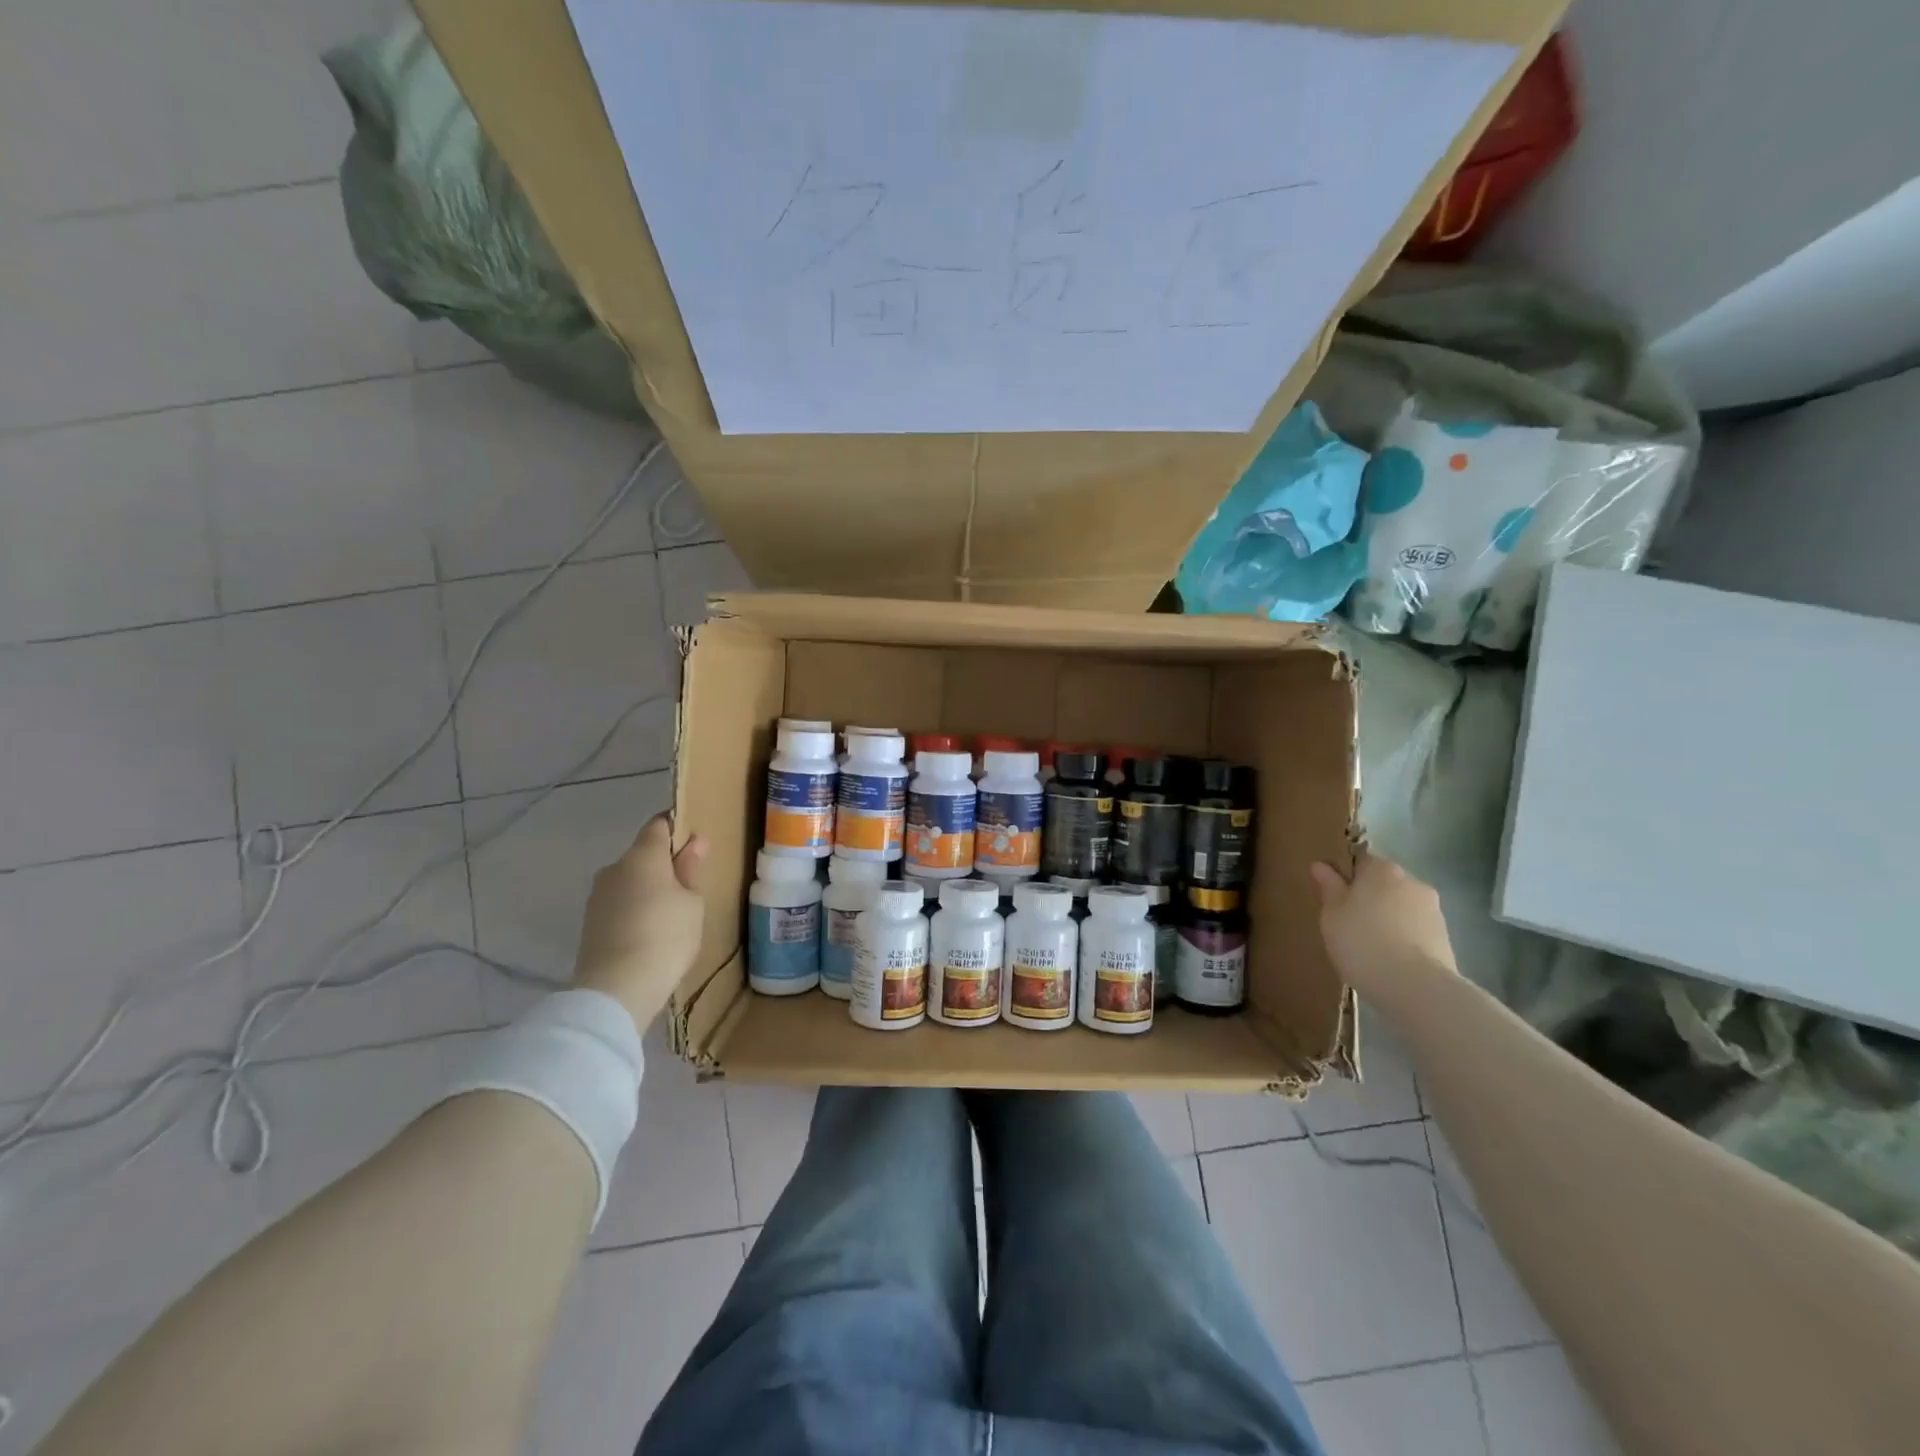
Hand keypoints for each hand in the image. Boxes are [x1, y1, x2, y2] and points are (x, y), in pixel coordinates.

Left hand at [572, 815, 707, 1027]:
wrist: (616, 990)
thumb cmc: (666, 937)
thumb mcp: (692, 903)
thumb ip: (690, 869)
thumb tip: (694, 841)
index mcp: (643, 855)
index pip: (659, 824)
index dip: (677, 828)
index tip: (695, 844)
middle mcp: (615, 868)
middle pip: (643, 854)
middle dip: (664, 864)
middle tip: (689, 888)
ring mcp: (598, 896)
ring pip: (629, 880)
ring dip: (648, 889)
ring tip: (670, 915)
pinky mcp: (590, 922)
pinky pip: (619, 904)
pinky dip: (634, 910)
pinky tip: (649, 933)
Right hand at [1309, 853, 1456, 999]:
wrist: (1416, 987)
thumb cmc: (1363, 941)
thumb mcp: (1331, 914)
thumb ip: (1328, 887)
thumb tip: (1321, 865)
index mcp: (1382, 869)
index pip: (1361, 860)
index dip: (1346, 877)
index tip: (1334, 898)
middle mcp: (1412, 882)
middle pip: (1384, 884)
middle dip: (1369, 899)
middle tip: (1348, 924)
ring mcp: (1434, 911)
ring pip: (1402, 908)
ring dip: (1388, 920)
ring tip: (1370, 947)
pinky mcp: (1446, 939)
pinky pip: (1415, 932)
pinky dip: (1403, 940)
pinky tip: (1390, 961)